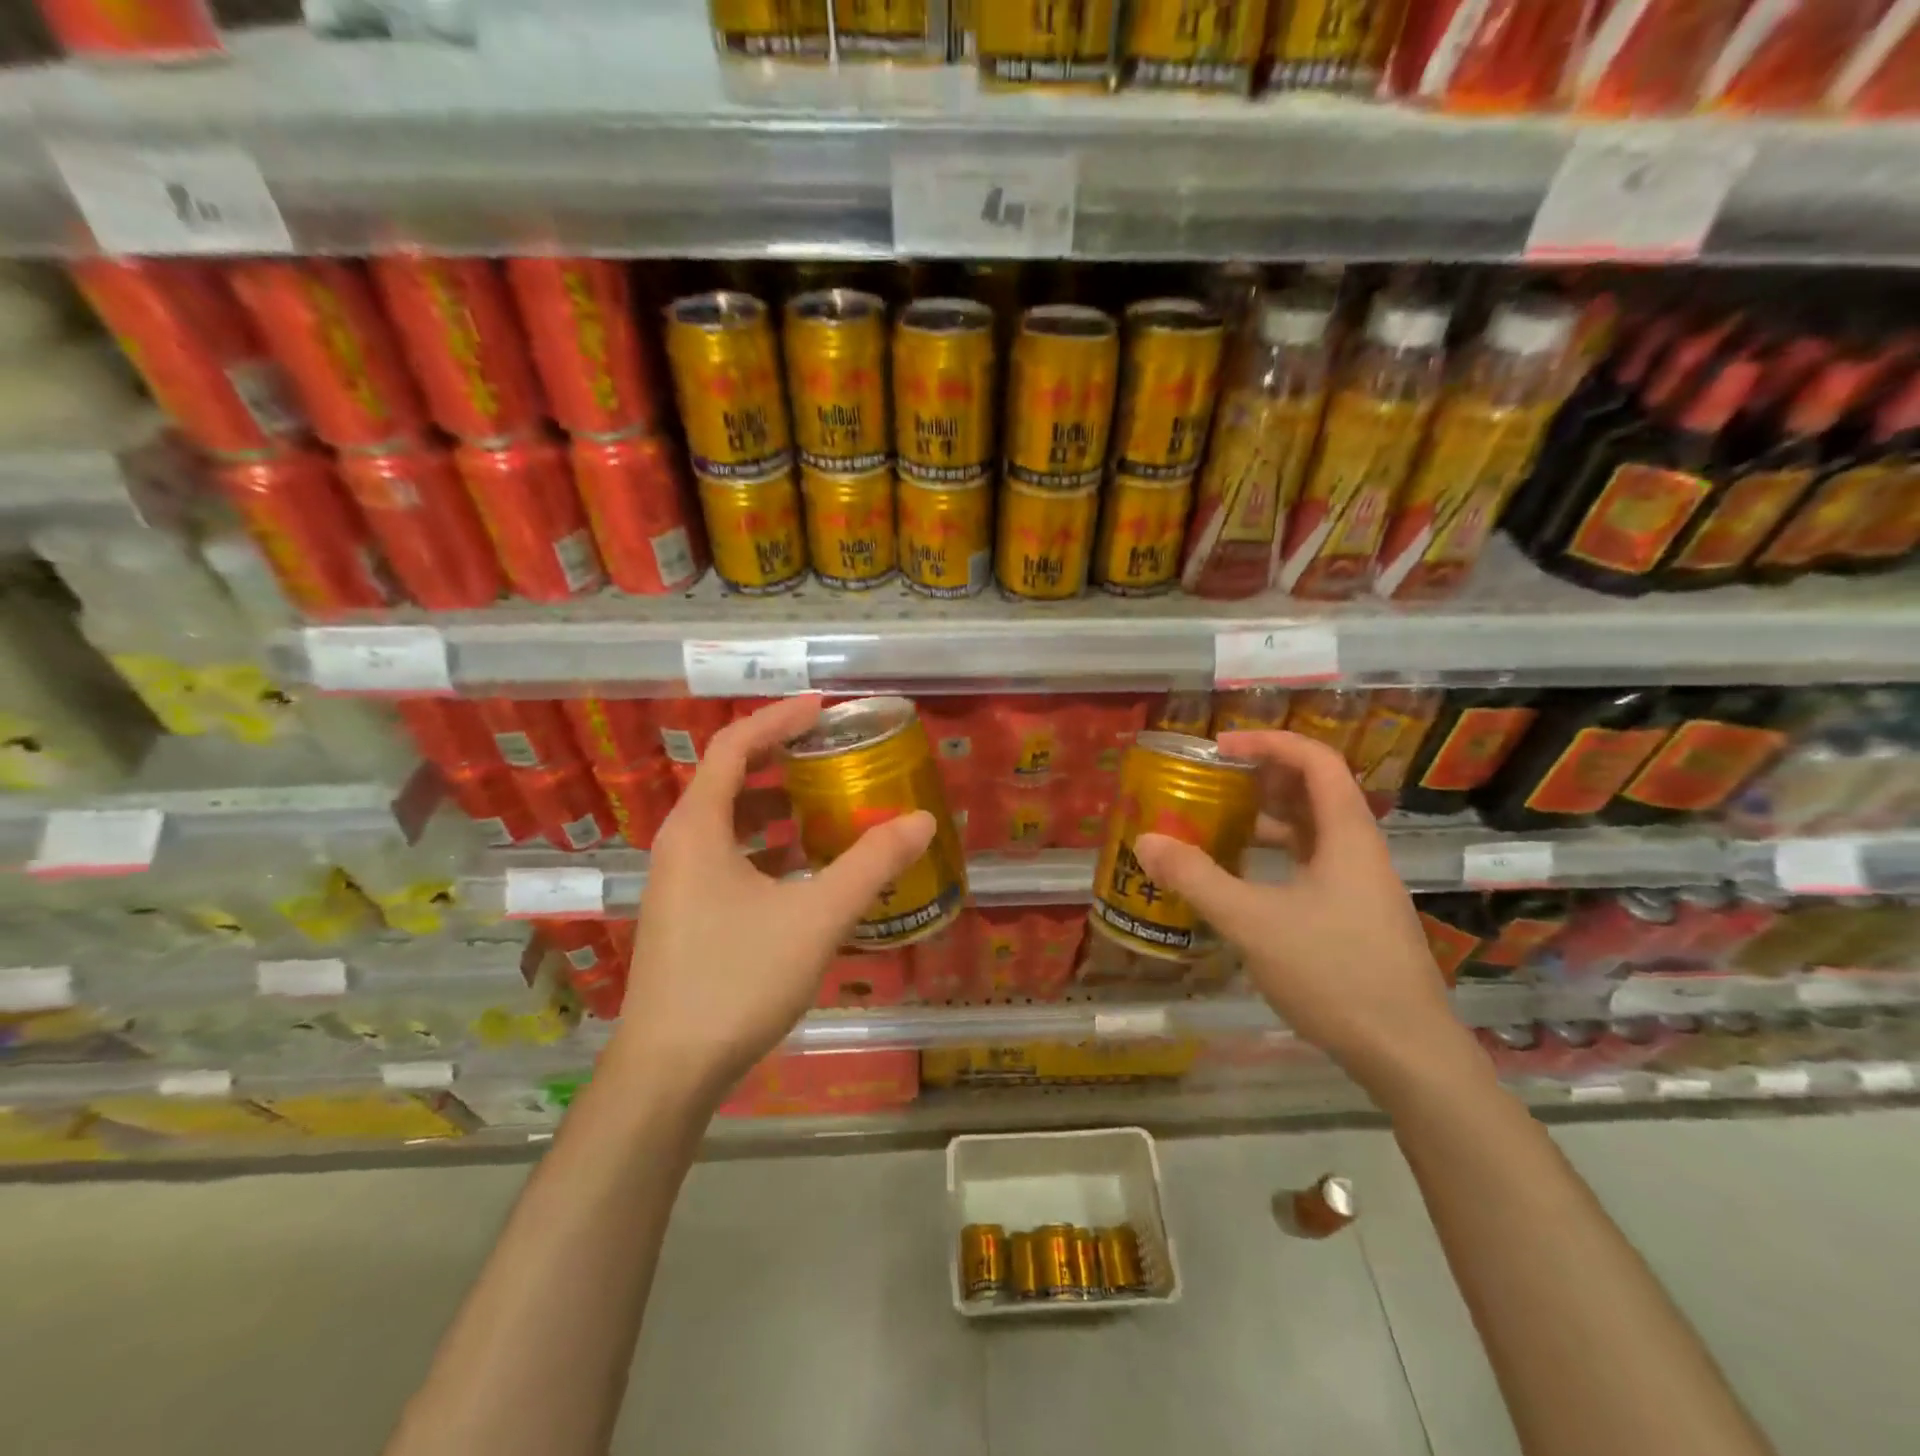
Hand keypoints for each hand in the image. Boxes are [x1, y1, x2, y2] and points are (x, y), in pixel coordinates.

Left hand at [609, 695, 935, 1104]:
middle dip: (784, 761)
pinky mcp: (686, 917)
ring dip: (778, 808)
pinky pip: (730, 860)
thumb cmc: (736, 979)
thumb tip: (921, 820)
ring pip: (731, 824)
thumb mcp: (816, 916)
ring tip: (830, 808)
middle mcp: (680, 846)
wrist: (668, 1072)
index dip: (778, 719)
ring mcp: (678, 884)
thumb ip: (871, 864)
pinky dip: (769, 849)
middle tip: (835, 756)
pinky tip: (808, 872)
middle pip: (731, 780)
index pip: (734, 746)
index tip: (823, 710)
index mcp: (698, 828)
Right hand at [1132, 730, 1475, 1092]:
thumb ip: (1197, 879)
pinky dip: (1272, 857)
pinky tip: (1239, 879)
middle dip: (1259, 778)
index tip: (1219, 748)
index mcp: (1346, 835)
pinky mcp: (1353, 915)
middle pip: (1311, 791)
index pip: (1315, 760)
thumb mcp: (1253, 922)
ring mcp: (1359, 885)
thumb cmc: (1334, 973)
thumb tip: (1146, 840)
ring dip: (1264, 819)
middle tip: (1209, 783)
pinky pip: (1308, 864)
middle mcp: (1358, 850)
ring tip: (1214, 825)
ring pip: (1309, 831)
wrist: (1407, 1053)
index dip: (1268, 742)